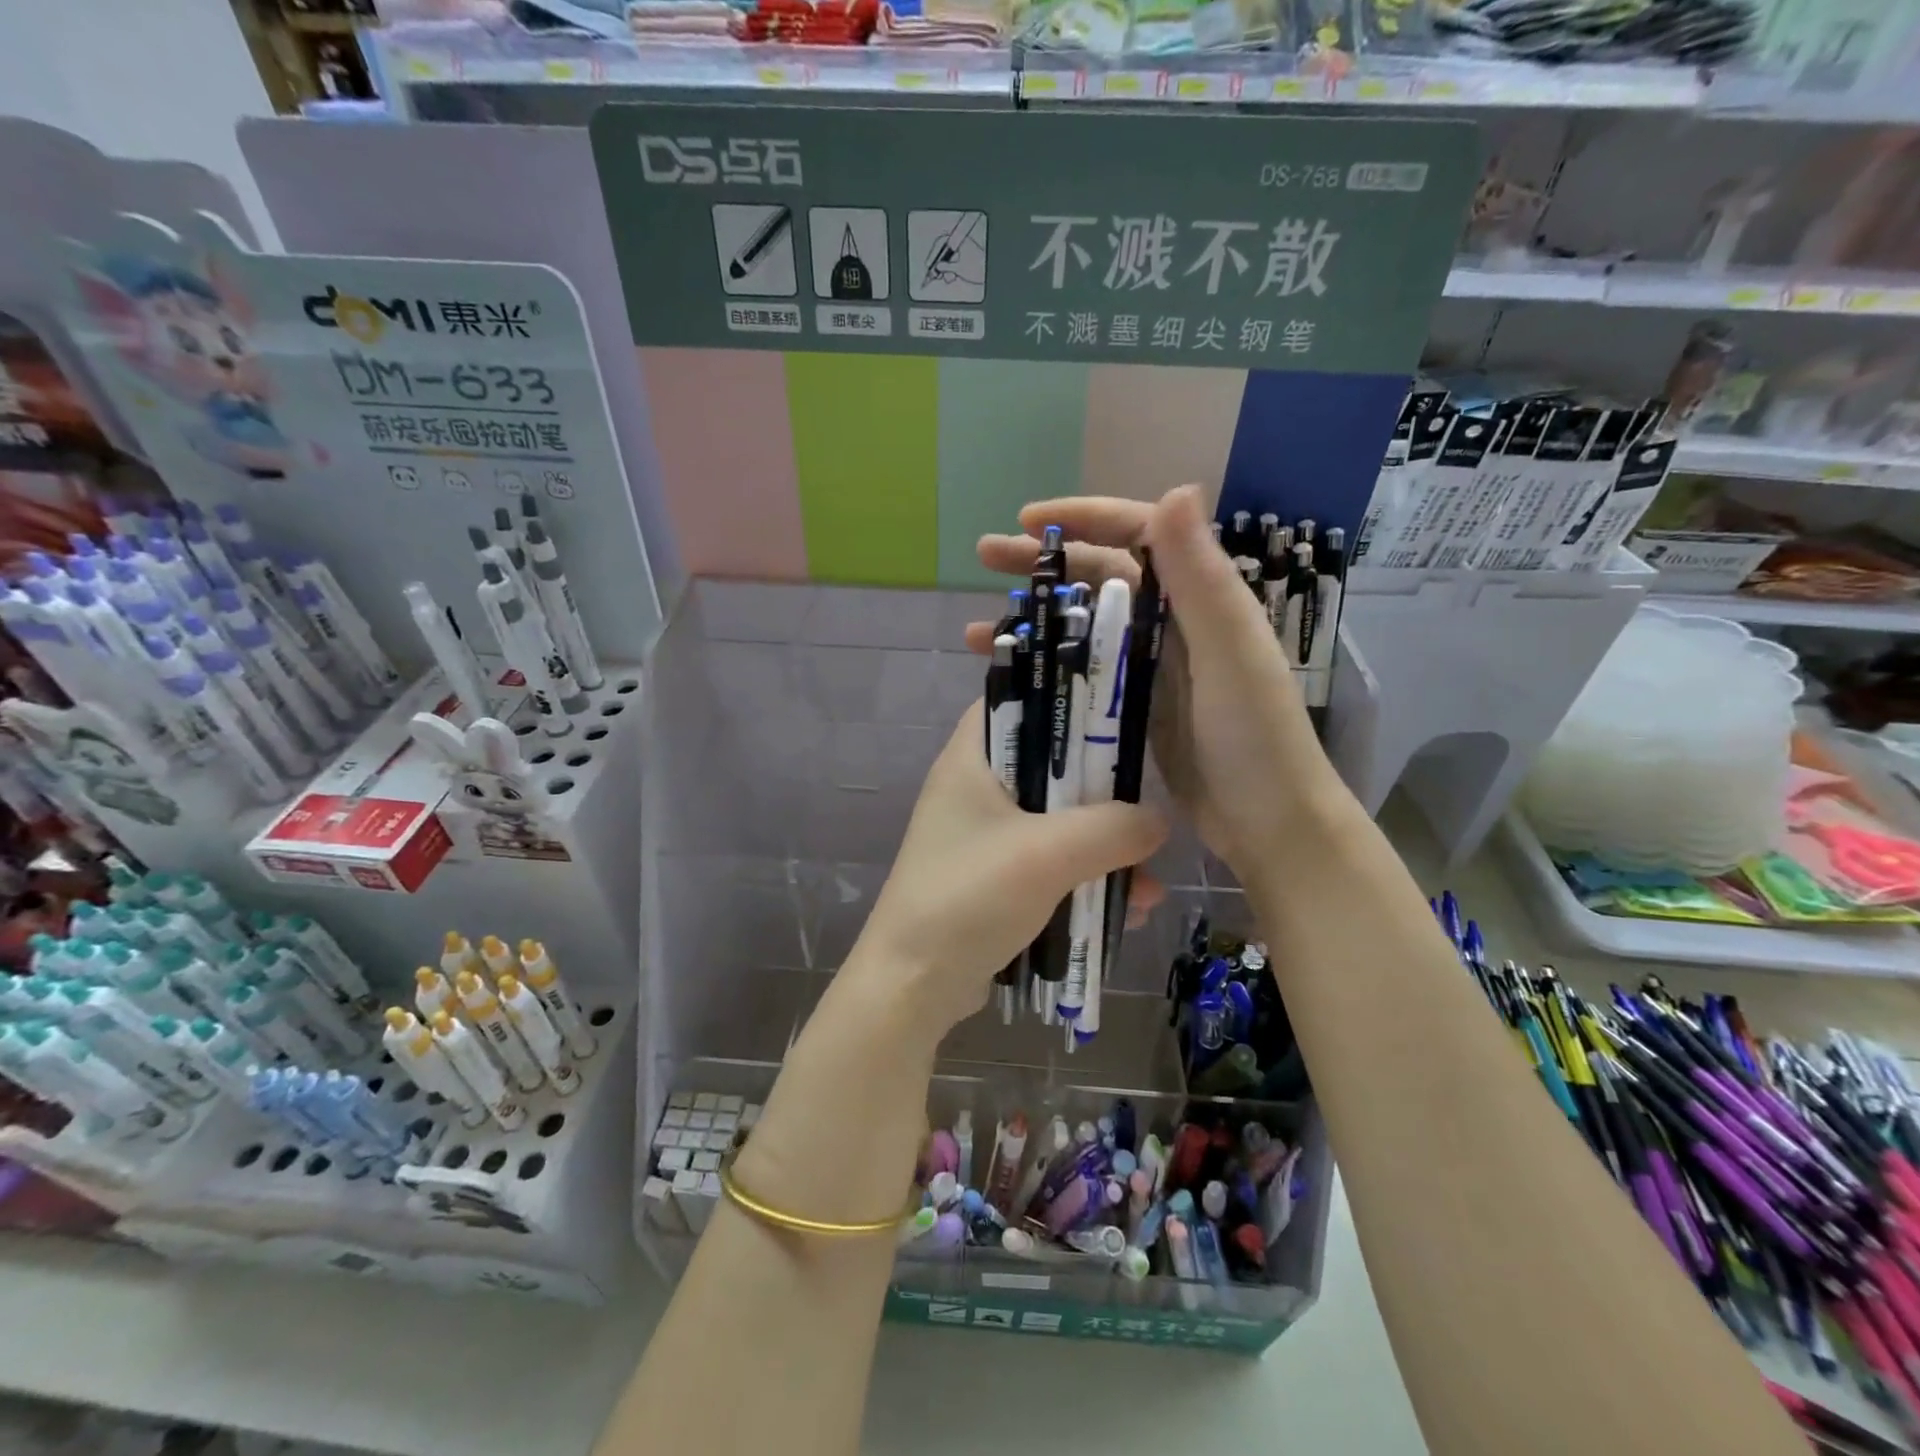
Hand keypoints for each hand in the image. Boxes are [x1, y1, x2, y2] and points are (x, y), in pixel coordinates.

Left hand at [851, 703, 1166, 1038]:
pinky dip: (1085, 880)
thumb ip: (1112, 828)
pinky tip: (1126, 911)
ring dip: (1103, 848)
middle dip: (1104, 793)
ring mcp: (984, 838)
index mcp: (971, 760)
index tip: (1120, 713)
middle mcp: (975, 790)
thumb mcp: (1048, 854)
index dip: (1066, 697)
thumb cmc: (970, 897)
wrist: (914, 985)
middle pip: (1051, 766)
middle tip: (1148, 809)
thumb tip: (1157, 820)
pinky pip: (1051, 865)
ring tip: (1147, 885)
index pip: (1018, 699)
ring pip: (1058, 822)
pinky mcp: (996, 879)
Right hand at [967, 485, 1336, 876]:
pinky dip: (1047, 664)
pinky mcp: (1138, 705)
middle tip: (985, 558)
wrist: (1270, 823)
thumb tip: (1175, 487)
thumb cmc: (1255, 737)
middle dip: (1042, 563)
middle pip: (1100, 574)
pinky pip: (1084, 670)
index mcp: (1200, 596)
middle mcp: (1174, 621)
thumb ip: (1200, 577)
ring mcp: (1154, 665)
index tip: (1026, 521)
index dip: (1082, 518)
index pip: (1136, 533)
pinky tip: (1009, 675)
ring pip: (1085, 623)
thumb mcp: (1228, 652)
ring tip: (974, 627)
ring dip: (1034, 617)